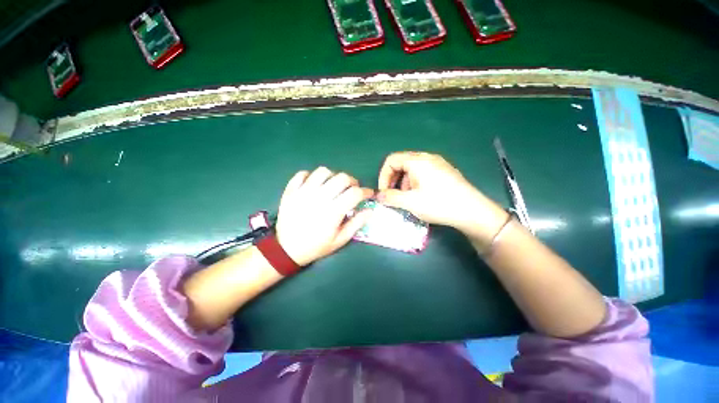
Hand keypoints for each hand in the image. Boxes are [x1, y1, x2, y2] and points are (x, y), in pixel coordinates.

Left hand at [275, 167, 373, 265]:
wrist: (286, 249)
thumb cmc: (316, 246)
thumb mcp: (340, 240)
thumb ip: (357, 224)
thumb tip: (370, 210)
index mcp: (333, 211)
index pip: (355, 193)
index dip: (366, 191)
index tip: (368, 193)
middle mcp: (319, 198)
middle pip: (341, 178)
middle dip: (352, 181)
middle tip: (352, 189)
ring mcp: (303, 192)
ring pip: (323, 171)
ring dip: (333, 176)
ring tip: (333, 186)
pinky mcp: (291, 191)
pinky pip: (302, 174)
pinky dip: (311, 176)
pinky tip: (315, 185)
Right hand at [377, 152, 505, 238]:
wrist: (473, 212)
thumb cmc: (439, 204)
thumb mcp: (410, 202)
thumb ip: (390, 197)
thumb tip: (377, 195)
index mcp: (417, 160)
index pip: (391, 160)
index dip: (383, 176)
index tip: (384, 192)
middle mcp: (427, 157)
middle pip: (401, 163)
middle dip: (393, 180)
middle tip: (394, 196)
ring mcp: (438, 164)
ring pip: (412, 169)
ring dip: (404, 183)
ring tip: (407, 199)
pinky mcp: (444, 172)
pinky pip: (423, 173)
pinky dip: (415, 183)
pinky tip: (420, 197)